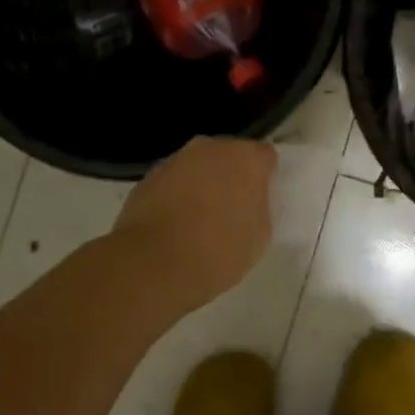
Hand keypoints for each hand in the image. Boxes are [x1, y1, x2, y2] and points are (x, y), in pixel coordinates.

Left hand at [110, 137, 276, 311]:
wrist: (152, 265)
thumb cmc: (218, 252)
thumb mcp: (260, 236)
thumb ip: (260, 207)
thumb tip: (250, 200)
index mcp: (246, 158)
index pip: (265, 157)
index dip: (265, 178)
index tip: (262, 200)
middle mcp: (211, 148)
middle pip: (229, 157)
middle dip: (232, 178)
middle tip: (233, 210)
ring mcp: (177, 160)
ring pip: (198, 167)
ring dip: (202, 185)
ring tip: (200, 221)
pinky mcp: (149, 177)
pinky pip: (173, 182)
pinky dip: (176, 196)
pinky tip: (174, 226)